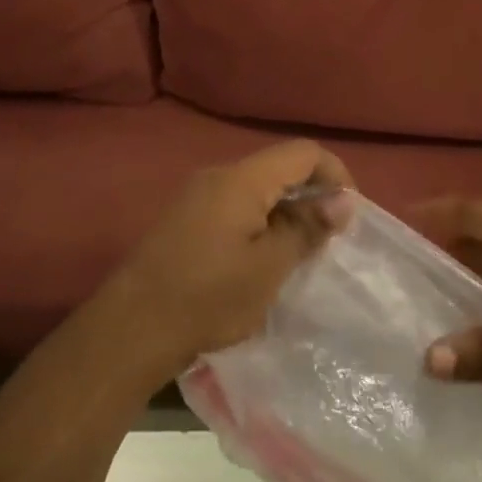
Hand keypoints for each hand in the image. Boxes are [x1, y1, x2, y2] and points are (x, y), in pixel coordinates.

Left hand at [91, 140, 353, 380]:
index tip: (348, 216)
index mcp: (241, 179)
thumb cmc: (209, 296)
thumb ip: (307, 228)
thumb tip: (343, 201)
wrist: (133, 328)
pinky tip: (263, 260)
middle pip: (279, 168)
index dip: (335, 175)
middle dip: (310, 196)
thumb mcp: (270, 266)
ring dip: (285, 213)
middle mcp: (217, 176)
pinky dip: (259, 223)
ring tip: (299, 254)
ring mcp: (196, 196)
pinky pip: (234, 206)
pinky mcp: (185, 219)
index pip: (303, 152)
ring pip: (257, 189)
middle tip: (328, 239)